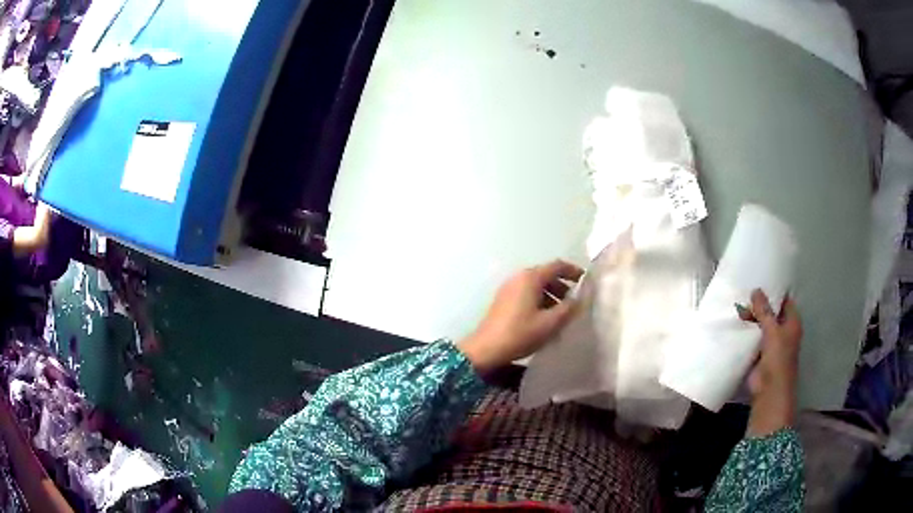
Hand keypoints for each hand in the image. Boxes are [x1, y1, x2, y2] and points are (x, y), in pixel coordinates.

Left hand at [458, 260, 583, 374]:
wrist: (486, 349)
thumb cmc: (520, 333)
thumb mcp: (550, 323)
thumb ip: (568, 308)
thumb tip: (578, 299)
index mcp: (530, 278)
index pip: (557, 266)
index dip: (573, 271)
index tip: (586, 281)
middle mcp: (519, 277)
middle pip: (546, 275)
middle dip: (562, 286)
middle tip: (575, 302)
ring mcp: (509, 288)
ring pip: (536, 285)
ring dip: (551, 295)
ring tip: (562, 314)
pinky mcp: (503, 300)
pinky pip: (526, 293)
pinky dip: (539, 300)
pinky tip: (545, 319)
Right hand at [740, 289, 802, 436]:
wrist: (769, 391)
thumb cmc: (778, 358)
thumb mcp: (772, 331)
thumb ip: (764, 311)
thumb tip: (756, 289)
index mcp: (792, 323)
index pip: (785, 301)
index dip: (775, 291)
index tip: (761, 280)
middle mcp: (783, 331)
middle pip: (772, 312)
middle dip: (760, 305)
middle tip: (744, 292)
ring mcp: (771, 344)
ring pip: (762, 326)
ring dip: (752, 319)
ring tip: (737, 304)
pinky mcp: (760, 355)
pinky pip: (753, 339)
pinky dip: (747, 333)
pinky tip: (736, 324)